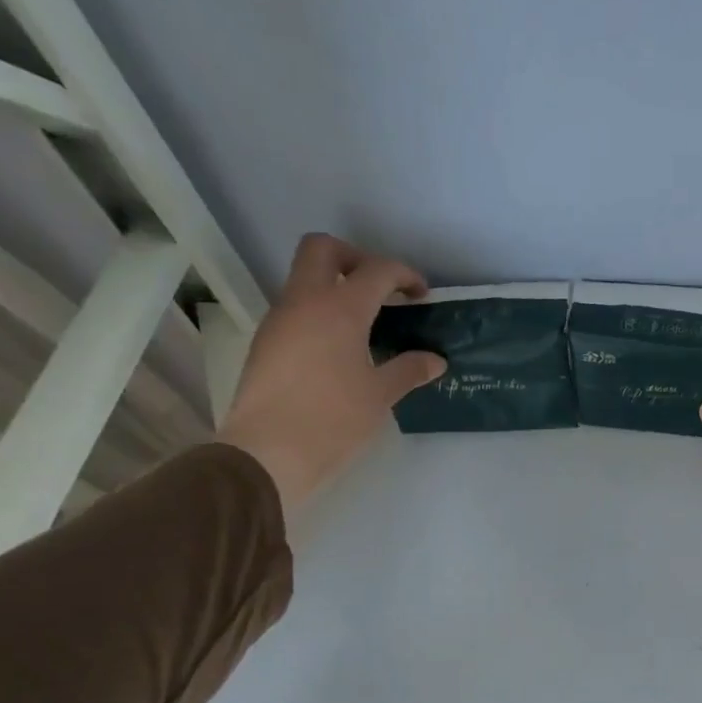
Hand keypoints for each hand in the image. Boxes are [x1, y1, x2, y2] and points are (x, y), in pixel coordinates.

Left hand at [215, 234, 445, 515]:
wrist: (268, 453)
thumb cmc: (333, 419)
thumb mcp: (380, 395)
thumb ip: (409, 370)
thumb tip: (435, 361)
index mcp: (340, 309)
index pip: (376, 270)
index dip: (404, 275)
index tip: (421, 294)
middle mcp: (304, 302)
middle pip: (323, 249)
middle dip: (356, 258)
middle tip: (381, 288)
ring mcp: (279, 320)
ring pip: (305, 278)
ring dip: (336, 286)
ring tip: (366, 322)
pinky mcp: (266, 342)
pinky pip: (296, 309)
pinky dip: (321, 312)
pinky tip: (340, 347)